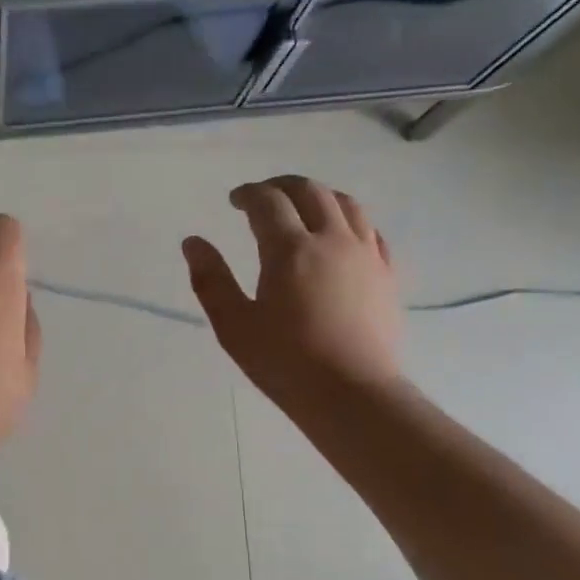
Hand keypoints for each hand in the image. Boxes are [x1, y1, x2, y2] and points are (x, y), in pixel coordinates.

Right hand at [182, 176, 402, 405]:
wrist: (352, 393)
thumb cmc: (285, 362)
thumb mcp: (234, 325)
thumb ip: (211, 280)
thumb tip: (193, 242)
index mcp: (290, 250)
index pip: (268, 202)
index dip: (248, 194)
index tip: (234, 201)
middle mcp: (331, 240)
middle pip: (310, 191)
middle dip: (282, 186)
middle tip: (263, 196)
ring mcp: (365, 255)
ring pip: (346, 204)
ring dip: (318, 195)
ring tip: (301, 207)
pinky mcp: (386, 274)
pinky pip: (371, 231)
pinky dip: (349, 220)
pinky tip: (340, 235)